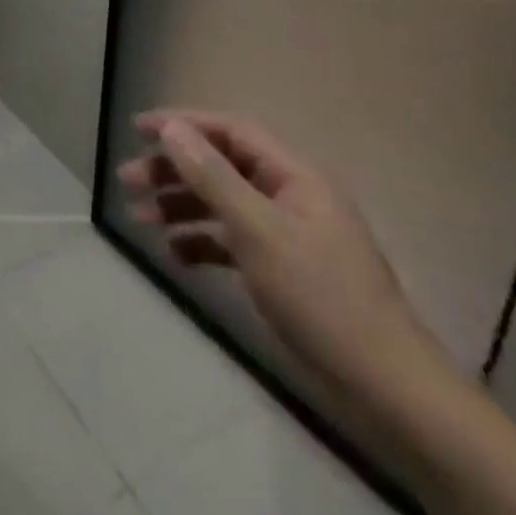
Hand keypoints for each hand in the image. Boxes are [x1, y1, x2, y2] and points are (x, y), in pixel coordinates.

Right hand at [117, 110, 444, 403]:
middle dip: (172, 170)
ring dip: (179, 206)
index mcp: (293, 176)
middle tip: (128, 181)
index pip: (231, 131)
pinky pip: (230, 241)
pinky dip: (200, 243)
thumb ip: (213, 178)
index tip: (138, 129)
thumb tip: (173, 129)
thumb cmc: (322, 298)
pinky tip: (174, 255)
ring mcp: (284, 234)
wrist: (387, 390)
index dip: (184, 124)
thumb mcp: (260, 232)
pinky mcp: (280, 270)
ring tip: (139, 219)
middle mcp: (288, 196)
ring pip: (220, 204)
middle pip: (220, 167)